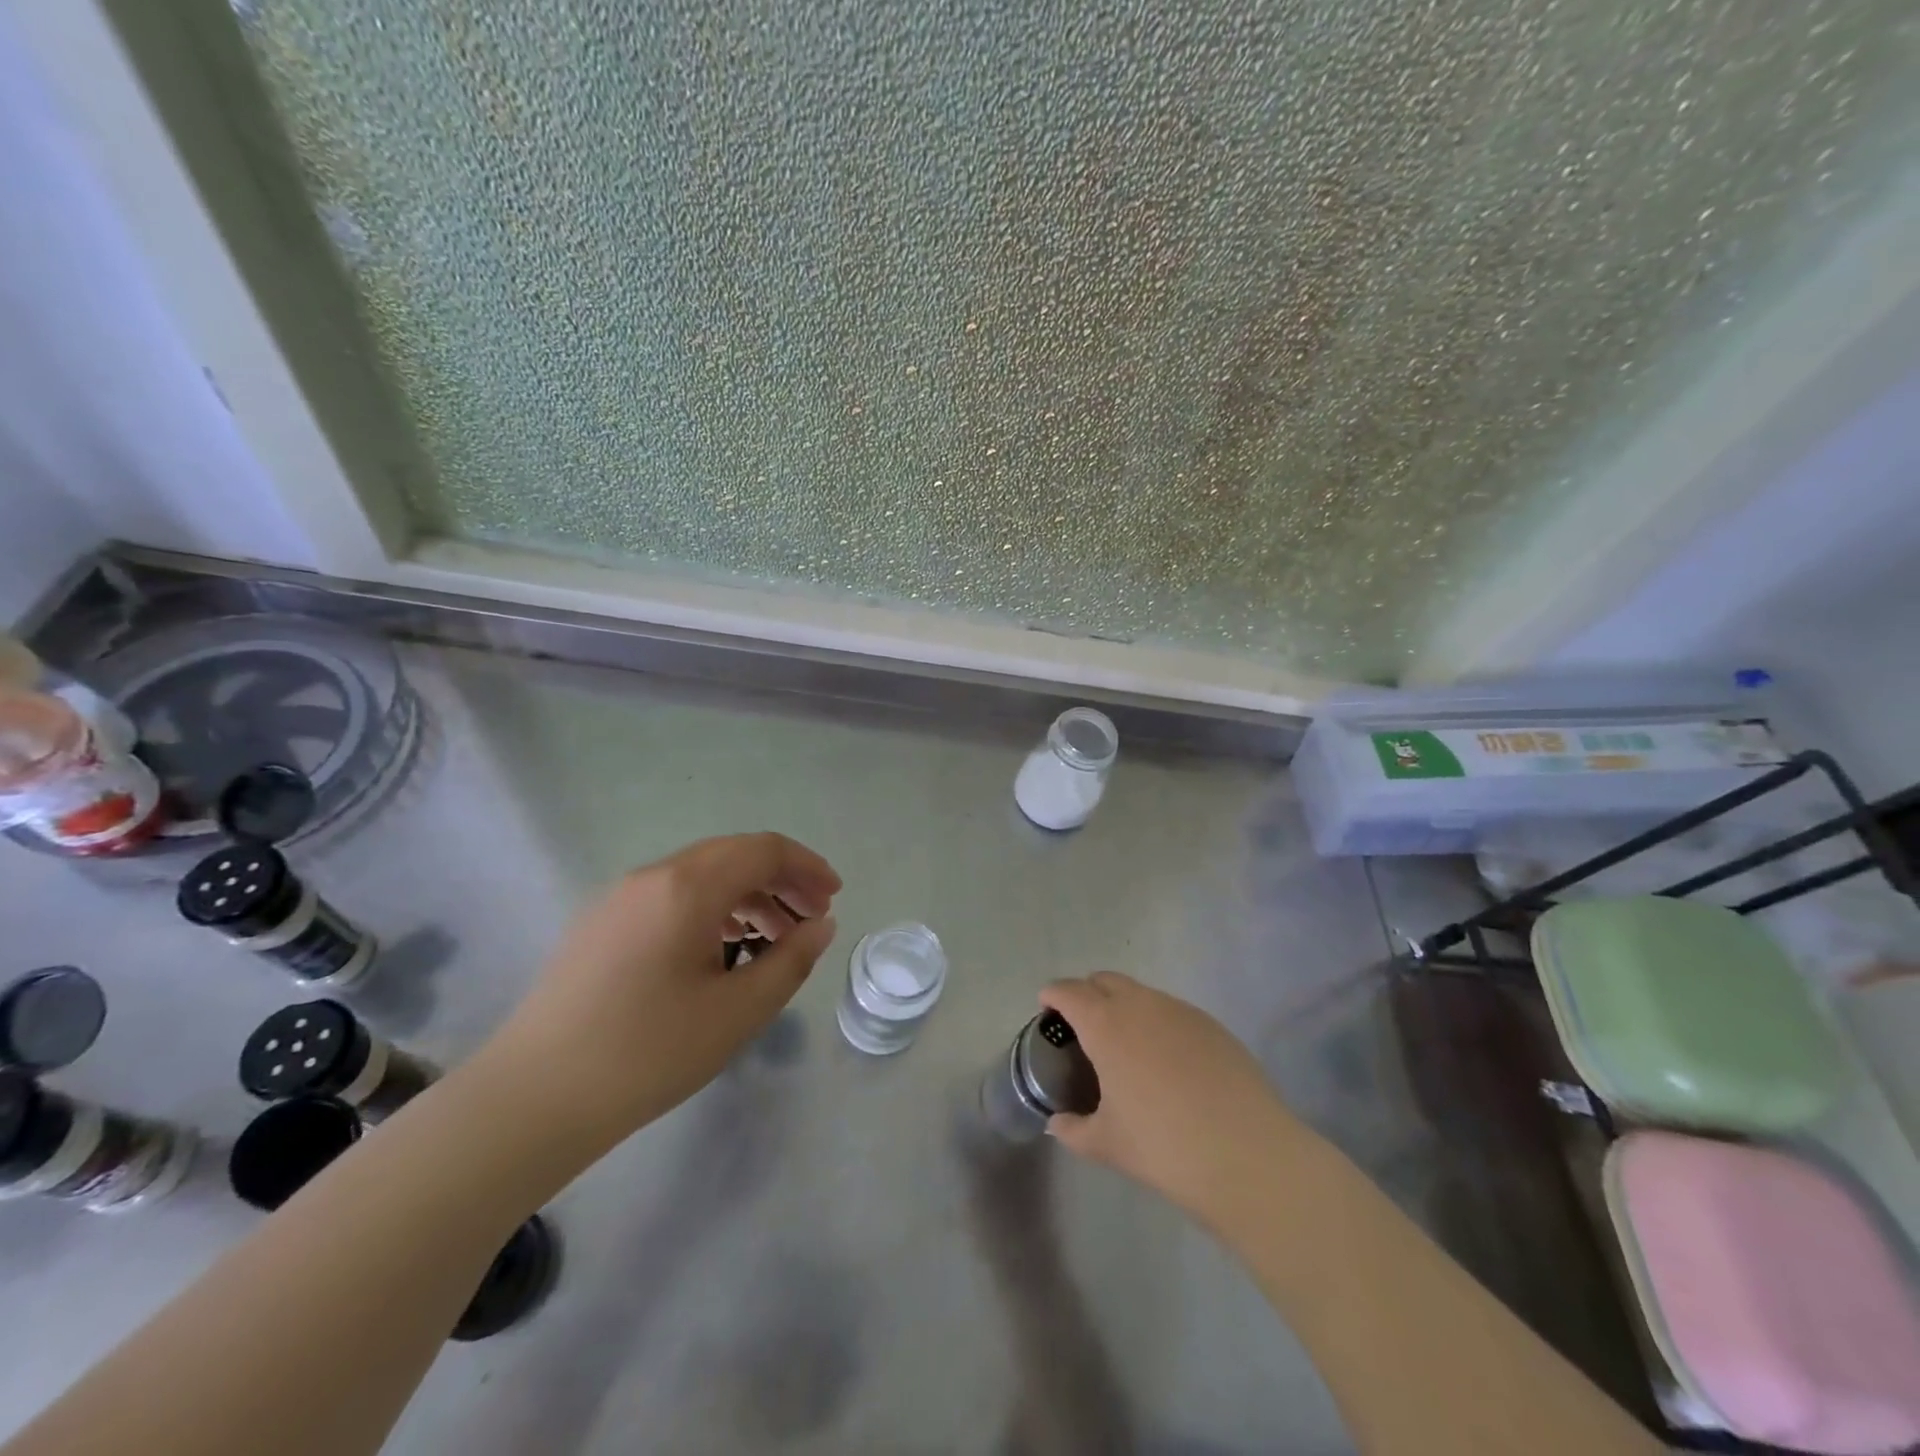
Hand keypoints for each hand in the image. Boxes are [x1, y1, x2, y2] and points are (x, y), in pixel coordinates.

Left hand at [493, 833, 840, 1135]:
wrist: (532, 1099)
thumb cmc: (647, 1053)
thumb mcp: (736, 1012)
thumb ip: (790, 960)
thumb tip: (820, 925)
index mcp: (687, 887)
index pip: (763, 850)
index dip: (806, 867)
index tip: (834, 897)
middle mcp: (653, 877)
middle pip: (733, 855)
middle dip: (781, 878)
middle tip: (813, 915)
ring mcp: (620, 898)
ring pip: (701, 874)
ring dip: (747, 893)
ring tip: (775, 935)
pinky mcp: (601, 923)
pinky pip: (672, 895)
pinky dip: (712, 907)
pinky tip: (723, 947)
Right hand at [1039, 973, 1306, 1221]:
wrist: (1248, 1156)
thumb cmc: (1164, 1147)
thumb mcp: (1107, 1145)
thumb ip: (1074, 1129)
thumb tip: (1058, 1123)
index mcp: (1106, 1024)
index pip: (1069, 992)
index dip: (1053, 995)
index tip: (1046, 1008)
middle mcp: (1141, 1005)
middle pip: (1105, 980)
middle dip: (1087, 994)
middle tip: (1082, 1027)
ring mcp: (1180, 1011)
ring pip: (1141, 993)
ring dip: (1124, 1006)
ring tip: (1126, 1046)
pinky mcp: (1212, 1025)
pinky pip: (1172, 1011)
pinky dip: (1157, 1022)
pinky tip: (1167, 1061)